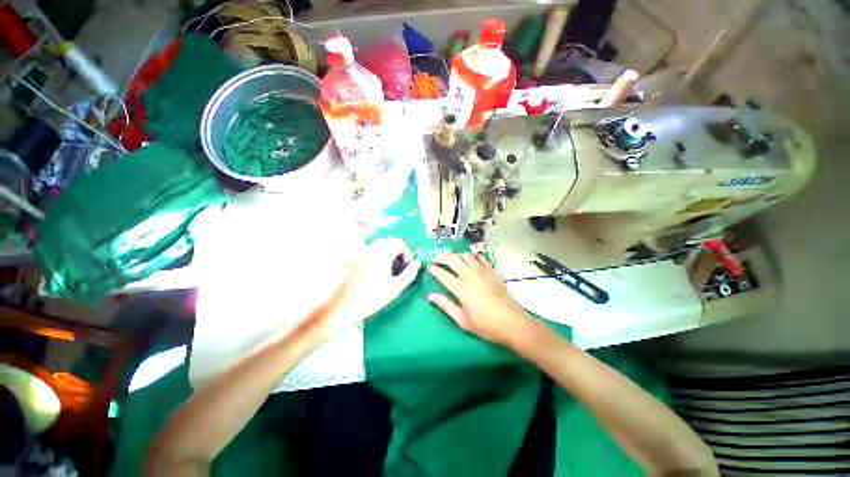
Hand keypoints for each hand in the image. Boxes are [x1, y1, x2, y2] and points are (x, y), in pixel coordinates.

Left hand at [321, 238, 420, 335]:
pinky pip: (367, 250)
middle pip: (388, 241)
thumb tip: (417, 263)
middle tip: (399, 265)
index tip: (407, 263)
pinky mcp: (351, 258)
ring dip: (386, 251)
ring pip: (377, 244)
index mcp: (382, 255)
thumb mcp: (394, 289)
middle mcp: (369, 249)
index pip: (399, 242)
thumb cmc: (370, 300)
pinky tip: (373, 268)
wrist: (341, 308)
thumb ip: (409, 274)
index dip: (407, 251)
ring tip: (386, 267)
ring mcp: (358, 253)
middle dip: (397, 250)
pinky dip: (375, 254)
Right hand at [427, 253, 533, 346]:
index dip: (435, 270)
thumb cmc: (486, 325)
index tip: (429, 267)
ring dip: (456, 255)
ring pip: (466, 256)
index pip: (444, 275)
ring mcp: (483, 272)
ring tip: (451, 258)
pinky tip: (469, 259)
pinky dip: (472, 255)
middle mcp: (471, 276)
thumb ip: (446, 306)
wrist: (512, 322)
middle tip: (436, 259)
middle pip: (454, 260)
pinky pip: (480, 258)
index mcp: (462, 289)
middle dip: (442, 257)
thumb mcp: (463, 321)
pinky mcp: (492, 271)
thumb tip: (431, 296)